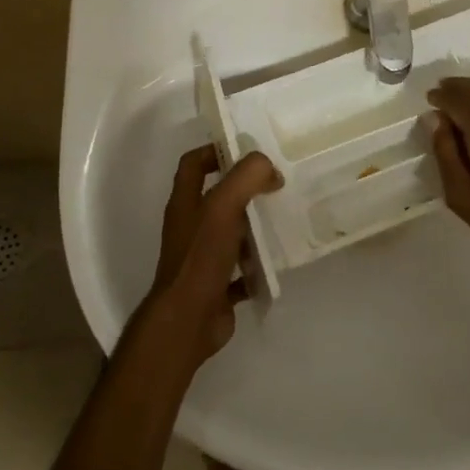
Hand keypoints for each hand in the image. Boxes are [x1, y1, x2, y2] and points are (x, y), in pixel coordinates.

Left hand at [139, 146, 281, 371]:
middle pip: (217, 197)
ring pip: (231, 232)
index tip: (246, 150)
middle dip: (244, 188)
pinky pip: (241, 270)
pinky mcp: (217, 284)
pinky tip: (278, 261)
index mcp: (185, 202)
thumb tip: (271, 171)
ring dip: (254, 226)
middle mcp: (190, 226)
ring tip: (283, 217)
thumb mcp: (224, 205)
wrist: (189, 319)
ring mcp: (202, 257)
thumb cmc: (201, 256)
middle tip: (275, 183)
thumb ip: (247, 177)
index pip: (193, 163)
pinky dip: (258, 265)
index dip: (215, 151)